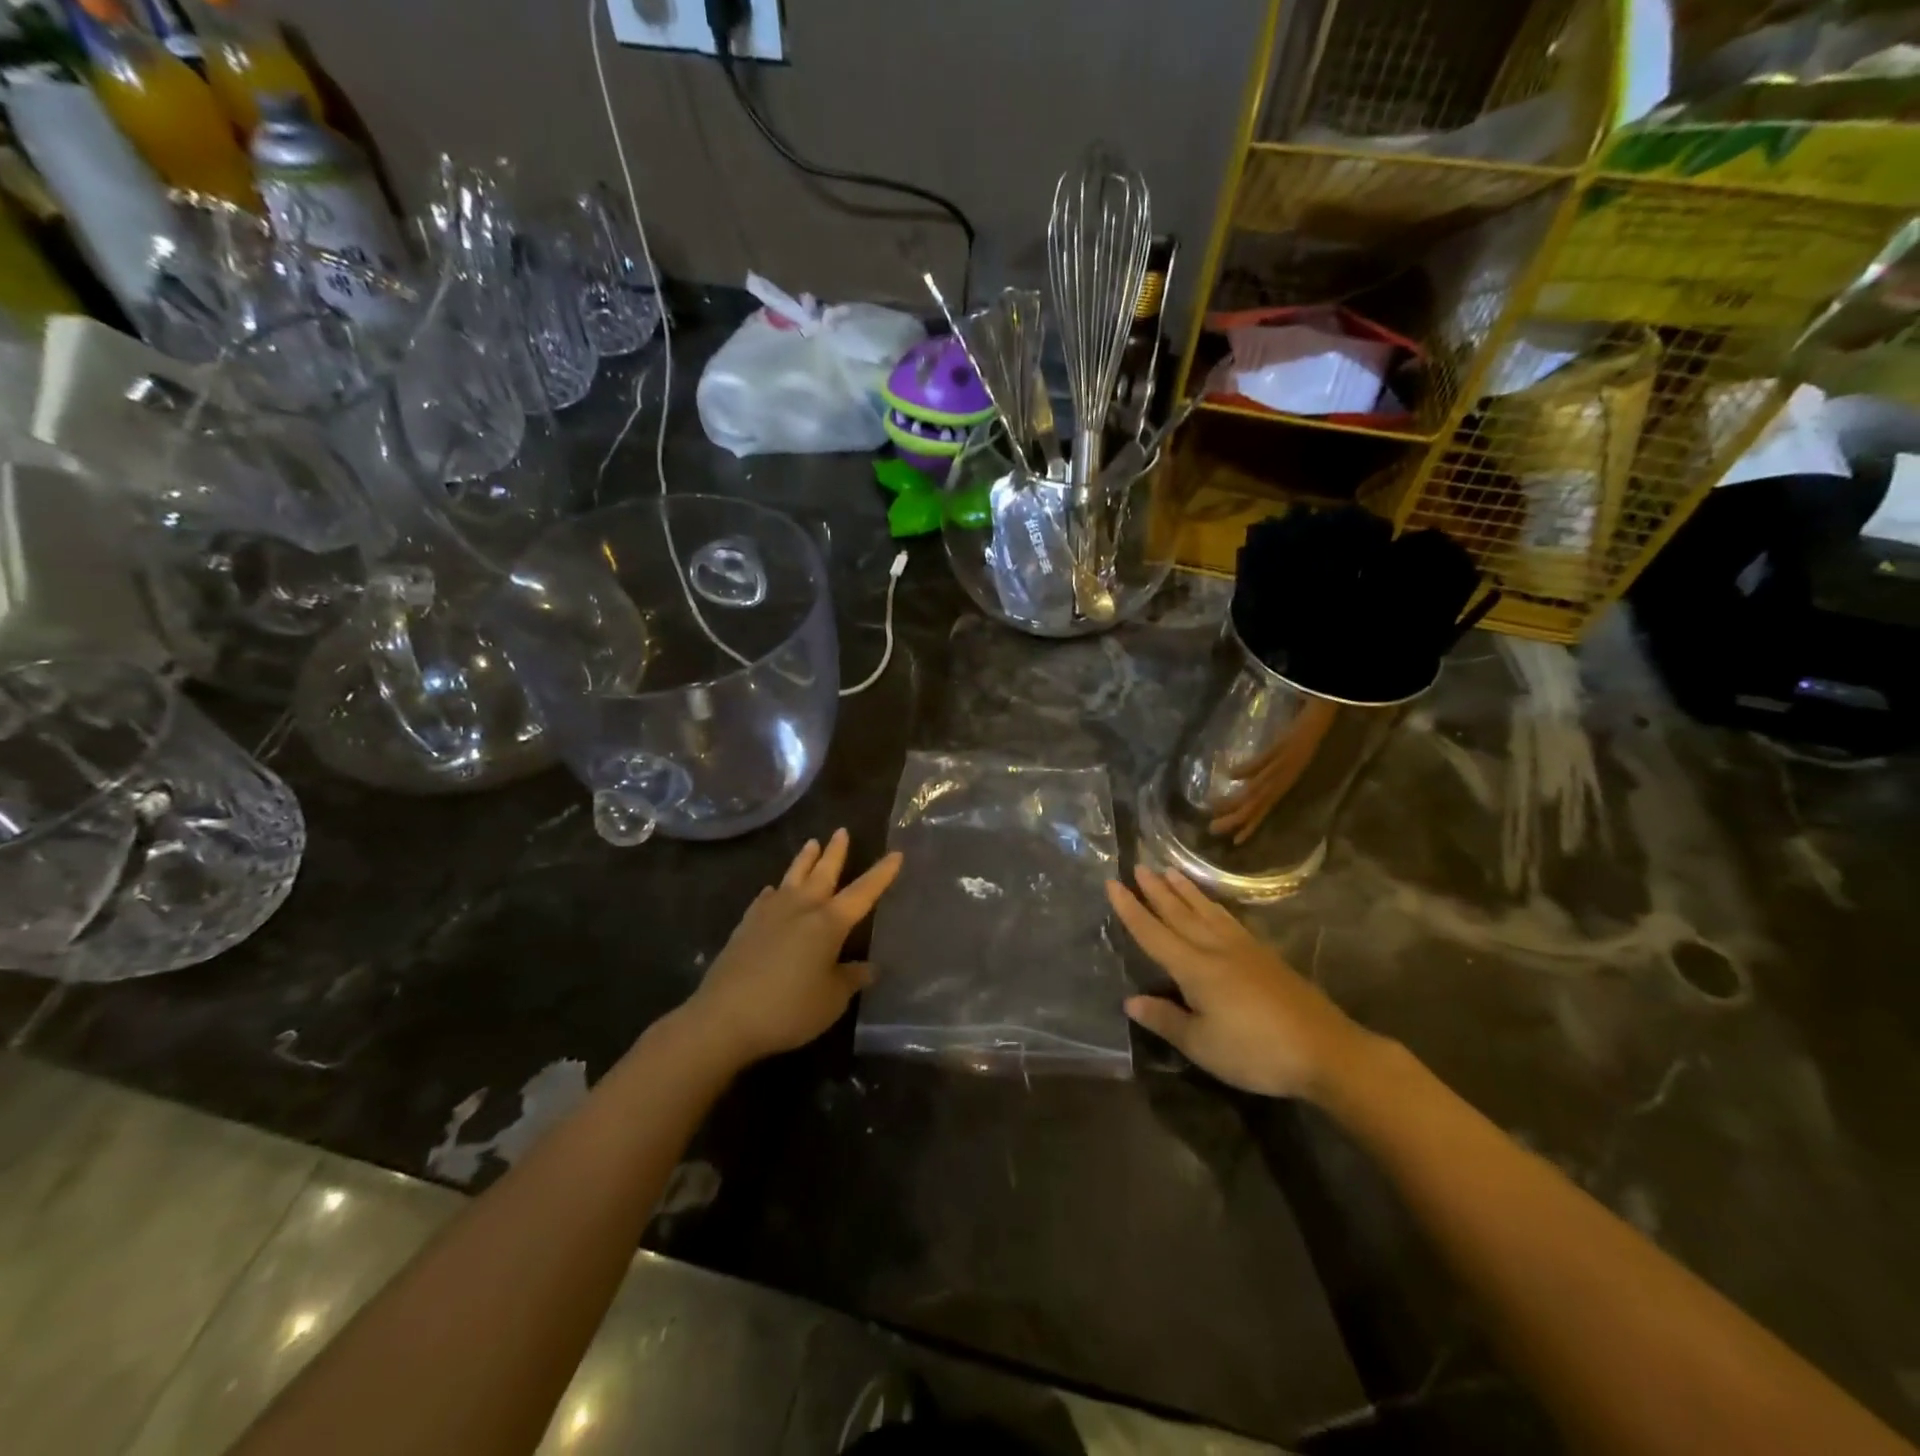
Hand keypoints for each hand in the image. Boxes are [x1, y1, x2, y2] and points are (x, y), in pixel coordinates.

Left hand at [682, 829, 901, 1068]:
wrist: (724, 1017)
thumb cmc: (788, 1009)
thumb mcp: (831, 1000)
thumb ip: (851, 979)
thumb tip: (869, 968)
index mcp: (829, 923)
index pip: (863, 892)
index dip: (881, 874)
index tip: (896, 854)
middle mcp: (801, 908)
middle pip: (823, 873)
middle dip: (836, 852)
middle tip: (842, 831)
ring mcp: (770, 914)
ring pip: (792, 877)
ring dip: (804, 860)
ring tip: (811, 843)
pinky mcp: (746, 926)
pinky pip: (765, 899)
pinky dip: (774, 891)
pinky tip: (772, 890)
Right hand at [1109, 865, 1374, 1099]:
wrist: (1325, 1050)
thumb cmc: (1256, 1052)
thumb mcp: (1203, 1045)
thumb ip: (1166, 1020)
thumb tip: (1131, 1000)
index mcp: (1195, 968)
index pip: (1153, 933)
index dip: (1130, 909)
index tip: (1112, 883)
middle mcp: (1216, 948)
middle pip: (1179, 913)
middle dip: (1156, 891)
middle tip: (1139, 866)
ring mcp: (1244, 949)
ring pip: (1206, 911)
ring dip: (1184, 891)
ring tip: (1169, 871)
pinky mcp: (1264, 955)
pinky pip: (1228, 918)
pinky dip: (1212, 905)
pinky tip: (1211, 905)